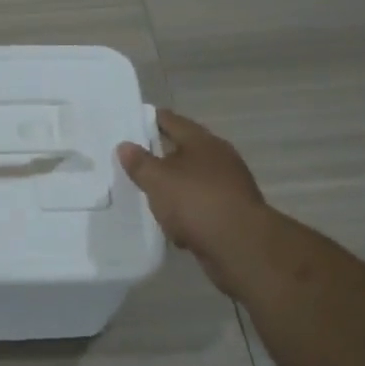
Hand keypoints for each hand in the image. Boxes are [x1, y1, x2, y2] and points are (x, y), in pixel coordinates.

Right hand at [117, 110, 273, 295]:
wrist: (240, 246)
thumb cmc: (196, 201)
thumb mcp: (158, 180)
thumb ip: (139, 163)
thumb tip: (124, 145)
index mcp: (202, 142)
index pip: (172, 121)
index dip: (151, 119)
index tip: (132, 121)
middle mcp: (219, 159)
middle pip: (184, 151)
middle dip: (161, 155)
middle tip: (133, 159)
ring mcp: (228, 187)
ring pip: (192, 181)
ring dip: (173, 187)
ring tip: (148, 193)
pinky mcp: (230, 214)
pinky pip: (200, 208)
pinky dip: (185, 213)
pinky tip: (171, 224)